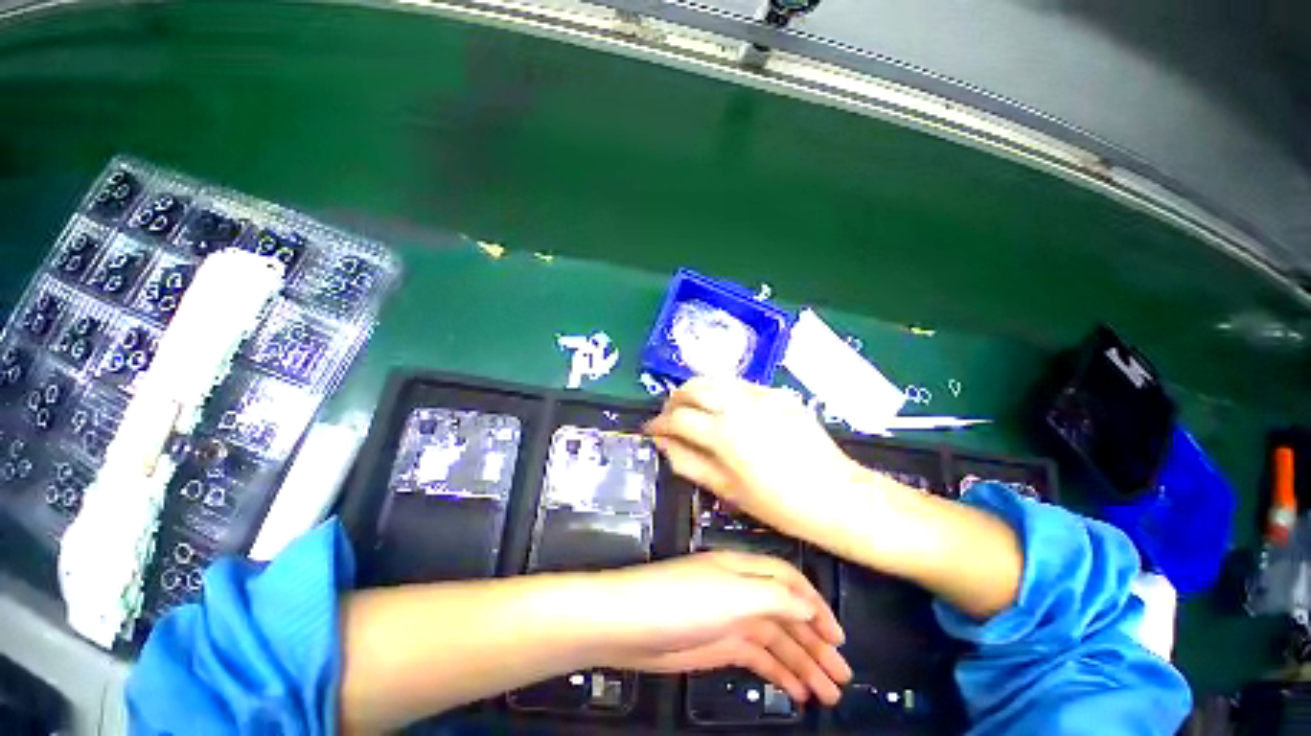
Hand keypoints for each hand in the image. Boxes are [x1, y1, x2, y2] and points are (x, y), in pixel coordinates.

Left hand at [584, 552, 850, 704]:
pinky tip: (796, 691)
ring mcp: (731, 620)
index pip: (789, 581)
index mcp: (744, 570)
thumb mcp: (732, 593)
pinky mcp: (720, 645)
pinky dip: (779, 672)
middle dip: (816, 642)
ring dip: (803, 663)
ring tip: (828, 693)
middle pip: (787, 614)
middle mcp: (741, 591)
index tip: (838, 637)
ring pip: (777, 640)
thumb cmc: (682, 601)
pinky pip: (759, 658)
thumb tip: (808, 607)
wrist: (630, 624)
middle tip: (842, 676)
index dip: (815, 605)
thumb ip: (774, 597)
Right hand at [645, 377, 861, 540]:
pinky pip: (740, 384)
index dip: (659, 424)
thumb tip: (664, 443)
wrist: (838, 496)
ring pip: (715, 379)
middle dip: (674, 400)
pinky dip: (722, 393)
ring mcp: (761, 394)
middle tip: (671, 418)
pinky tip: (726, 411)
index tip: (652, 430)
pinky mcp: (778, 393)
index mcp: (724, 434)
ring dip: (696, 391)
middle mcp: (739, 405)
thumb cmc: (780, 504)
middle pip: (693, 387)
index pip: (678, 417)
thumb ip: (688, 462)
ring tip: (694, 411)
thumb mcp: (727, 489)